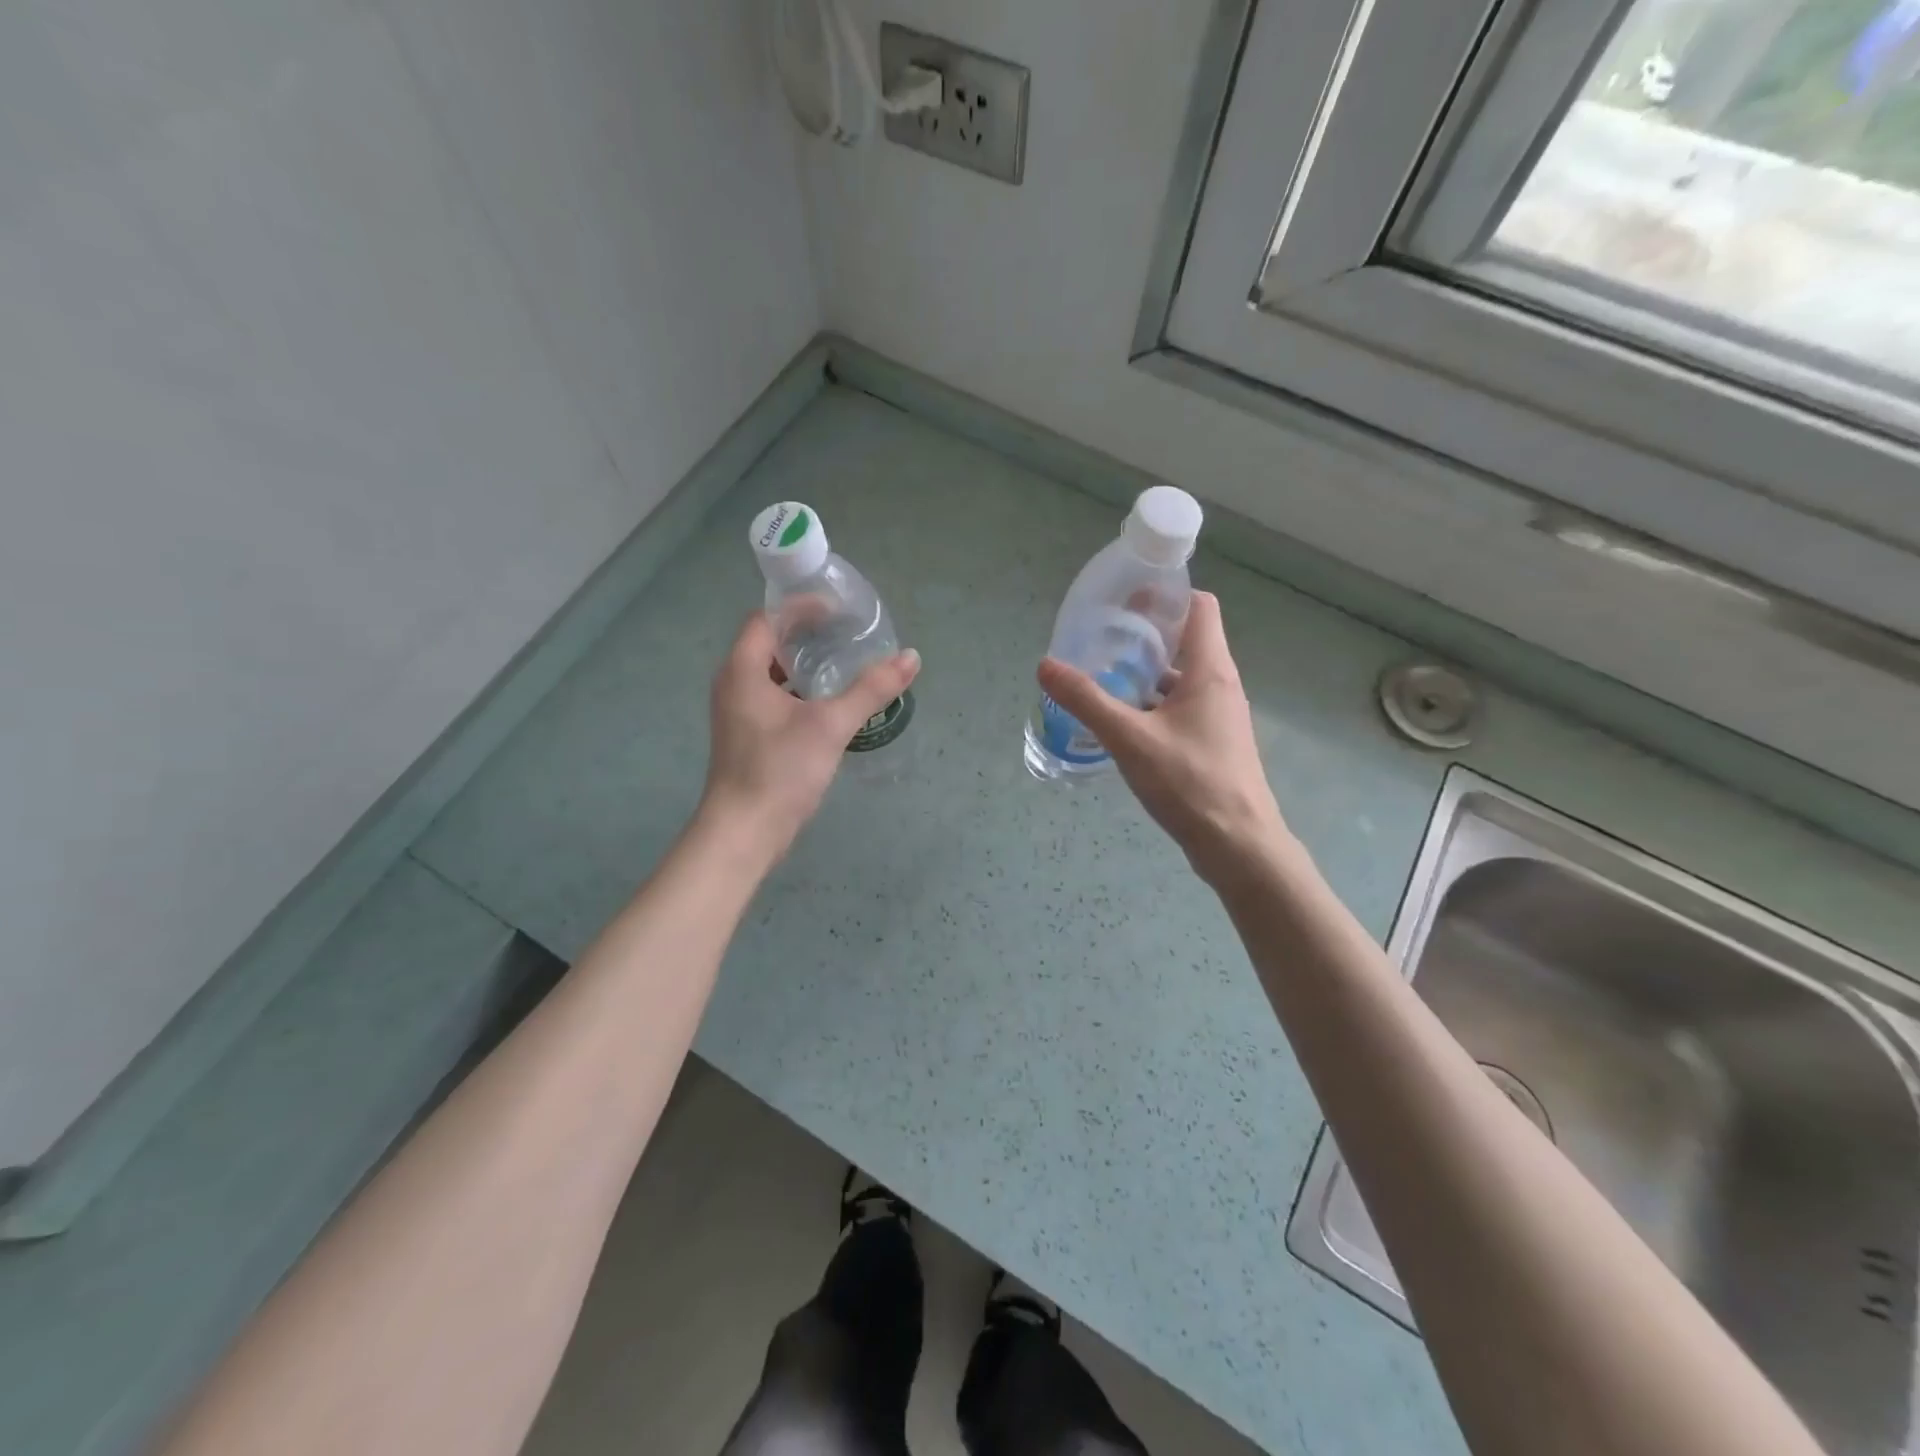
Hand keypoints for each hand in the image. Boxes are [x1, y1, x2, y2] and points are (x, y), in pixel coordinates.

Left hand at [700, 612, 920, 857]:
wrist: (744, 833)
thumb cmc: (780, 770)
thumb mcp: (830, 725)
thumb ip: (870, 689)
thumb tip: (911, 657)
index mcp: (742, 670)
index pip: (767, 619)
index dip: (800, 608)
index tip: (838, 611)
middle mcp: (733, 684)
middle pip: (768, 643)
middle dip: (807, 635)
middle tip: (847, 635)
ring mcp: (737, 713)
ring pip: (771, 674)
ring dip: (804, 665)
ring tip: (843, 664)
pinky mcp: (747, 737)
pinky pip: (773, 698)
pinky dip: (799, 691)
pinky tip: (828, 705)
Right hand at [1037, 591, 1289, 887]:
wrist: (1238, 845)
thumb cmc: (1190, 783)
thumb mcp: (1130, 739)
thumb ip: (1087, 700)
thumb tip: (1046, 665)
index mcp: (1210, 670)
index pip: (1199, 607)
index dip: (1165, 595)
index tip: (1125, 599)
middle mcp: (1219, 685)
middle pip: (1185, 640)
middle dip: (1144, 635)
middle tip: (1100, 637)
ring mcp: (1218, 716)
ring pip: (1179, 678)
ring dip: (1145, 673)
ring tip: (1102, 675)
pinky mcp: (1211, 743)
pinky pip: (1178, 708)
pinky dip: (1151, 704)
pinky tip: (1120, 720)